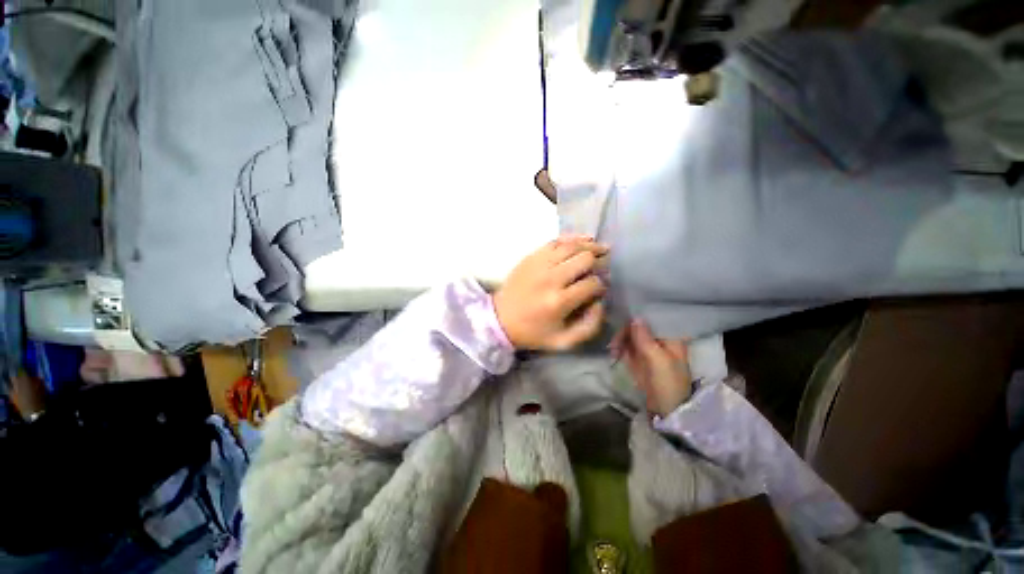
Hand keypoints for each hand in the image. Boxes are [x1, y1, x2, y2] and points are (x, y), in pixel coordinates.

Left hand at [494, 236, 607, 349]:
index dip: (601, 285)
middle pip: (585, 259)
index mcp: (559, 301)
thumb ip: (589, 326)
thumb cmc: (533, 332)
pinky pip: (556, 241)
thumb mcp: (564, 342)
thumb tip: (600, 302)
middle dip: (599, 262)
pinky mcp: (531, 257)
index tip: (600, 289)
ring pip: (572, 246)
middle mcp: (551, 278)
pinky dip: (572, 238)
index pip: (592, 284)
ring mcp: (539, 264)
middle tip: (602, 266)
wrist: (500, 318)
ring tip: (600, 249)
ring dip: (590, 246)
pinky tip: (584, 239)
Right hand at [611, 320, 691, 416]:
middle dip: (625, 330)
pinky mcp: (638, 356)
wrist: (665, 410)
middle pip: (638, 324)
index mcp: (671, 336)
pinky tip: (614, 354)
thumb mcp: (658, 360)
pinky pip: (625, 345)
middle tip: (615, 342)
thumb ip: (645, 338)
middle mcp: (658, 338)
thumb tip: (635, 316)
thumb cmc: (668, 384)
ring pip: (629, 333)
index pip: (653, 317)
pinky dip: (618, 347)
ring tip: (613, 350)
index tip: (623, 315)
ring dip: (619, 339)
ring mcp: (647, 347)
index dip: (638, 314)